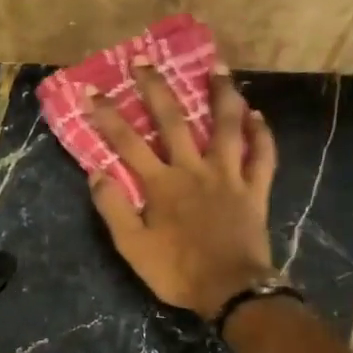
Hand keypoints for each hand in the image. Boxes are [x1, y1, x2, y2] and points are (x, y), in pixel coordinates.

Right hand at [85, 61, 279, 317]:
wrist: (230, 290)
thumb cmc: (177, 272)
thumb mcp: (132, 247)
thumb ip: (114, 208)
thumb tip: (96, 172)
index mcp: (161, 184)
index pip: (127, 142)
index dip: (107, 116)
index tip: (91, 92)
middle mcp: (194, 169)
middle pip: (174, 121)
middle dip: (156, 89)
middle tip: (144, 62)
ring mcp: (229, 176)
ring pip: (227, 126)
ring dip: (222, 95)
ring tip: (219, 68)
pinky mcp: (255, 190)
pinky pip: (262, 156)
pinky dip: (262, 134)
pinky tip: (257, 116)